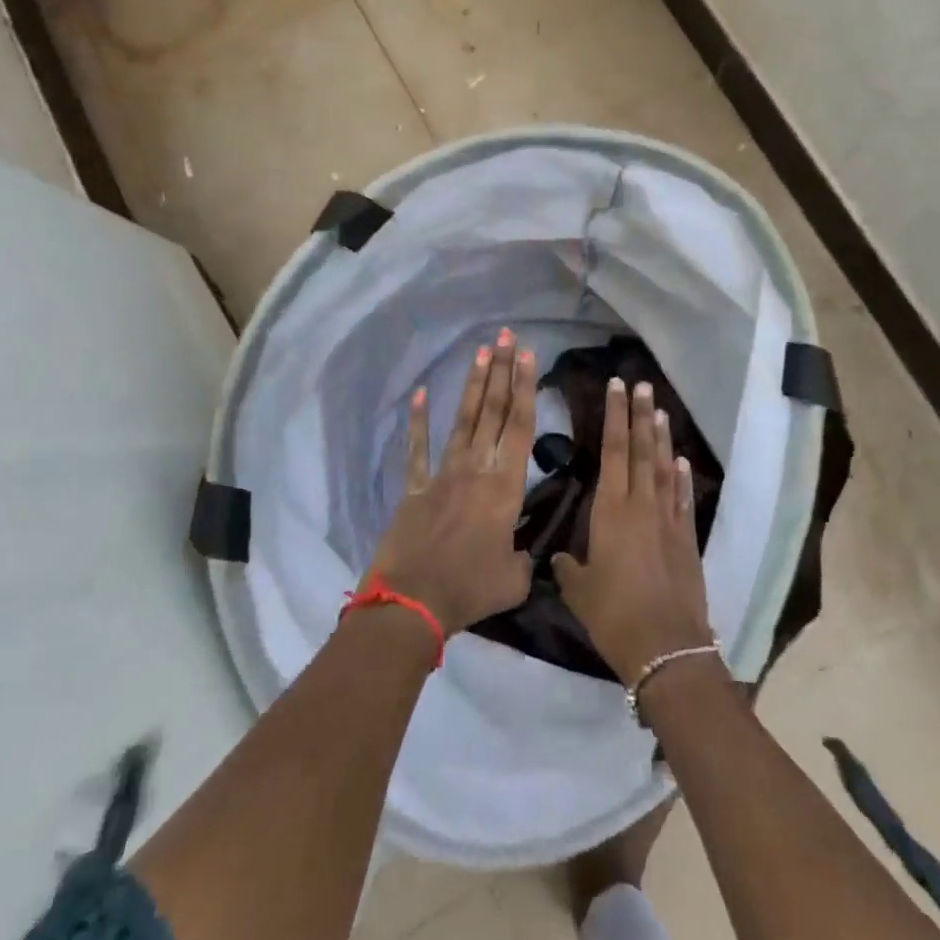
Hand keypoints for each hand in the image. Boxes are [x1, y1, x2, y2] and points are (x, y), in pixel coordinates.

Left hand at [365, 328, 537, 636]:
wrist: (412, 603)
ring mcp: (443, 474)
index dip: (524, 389)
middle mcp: (476, 469)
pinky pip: (418, 449)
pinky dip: (418, 421)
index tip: (527, 356)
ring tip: (481, 350)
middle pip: (493, 411)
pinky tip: (420, 393)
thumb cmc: (469, 590)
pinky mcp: (415, 487)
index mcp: (505, 487)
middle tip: (507, 337)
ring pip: (463, 420)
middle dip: (502, 371)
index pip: (520, 427)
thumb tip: (520, 551)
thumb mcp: (514, 580)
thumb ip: (523, 558)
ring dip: (473, 384)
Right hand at [554, 377, 712, 684]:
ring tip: (660, 410)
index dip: (615, 416)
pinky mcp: (687, 539)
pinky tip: (680, 461)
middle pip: (641, 450)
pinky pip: (682, 499)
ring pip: (663, 468)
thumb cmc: (614, 615)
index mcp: (611, 511)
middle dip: (640, 415)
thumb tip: (562, 556)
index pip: (613, 450)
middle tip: (642, 385)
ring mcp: (668, 520)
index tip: (617, 387)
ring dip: (661, 438)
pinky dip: (681, 477)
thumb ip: (569, 567)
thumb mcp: (579, 591)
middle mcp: (641, 505)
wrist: (666, 647)